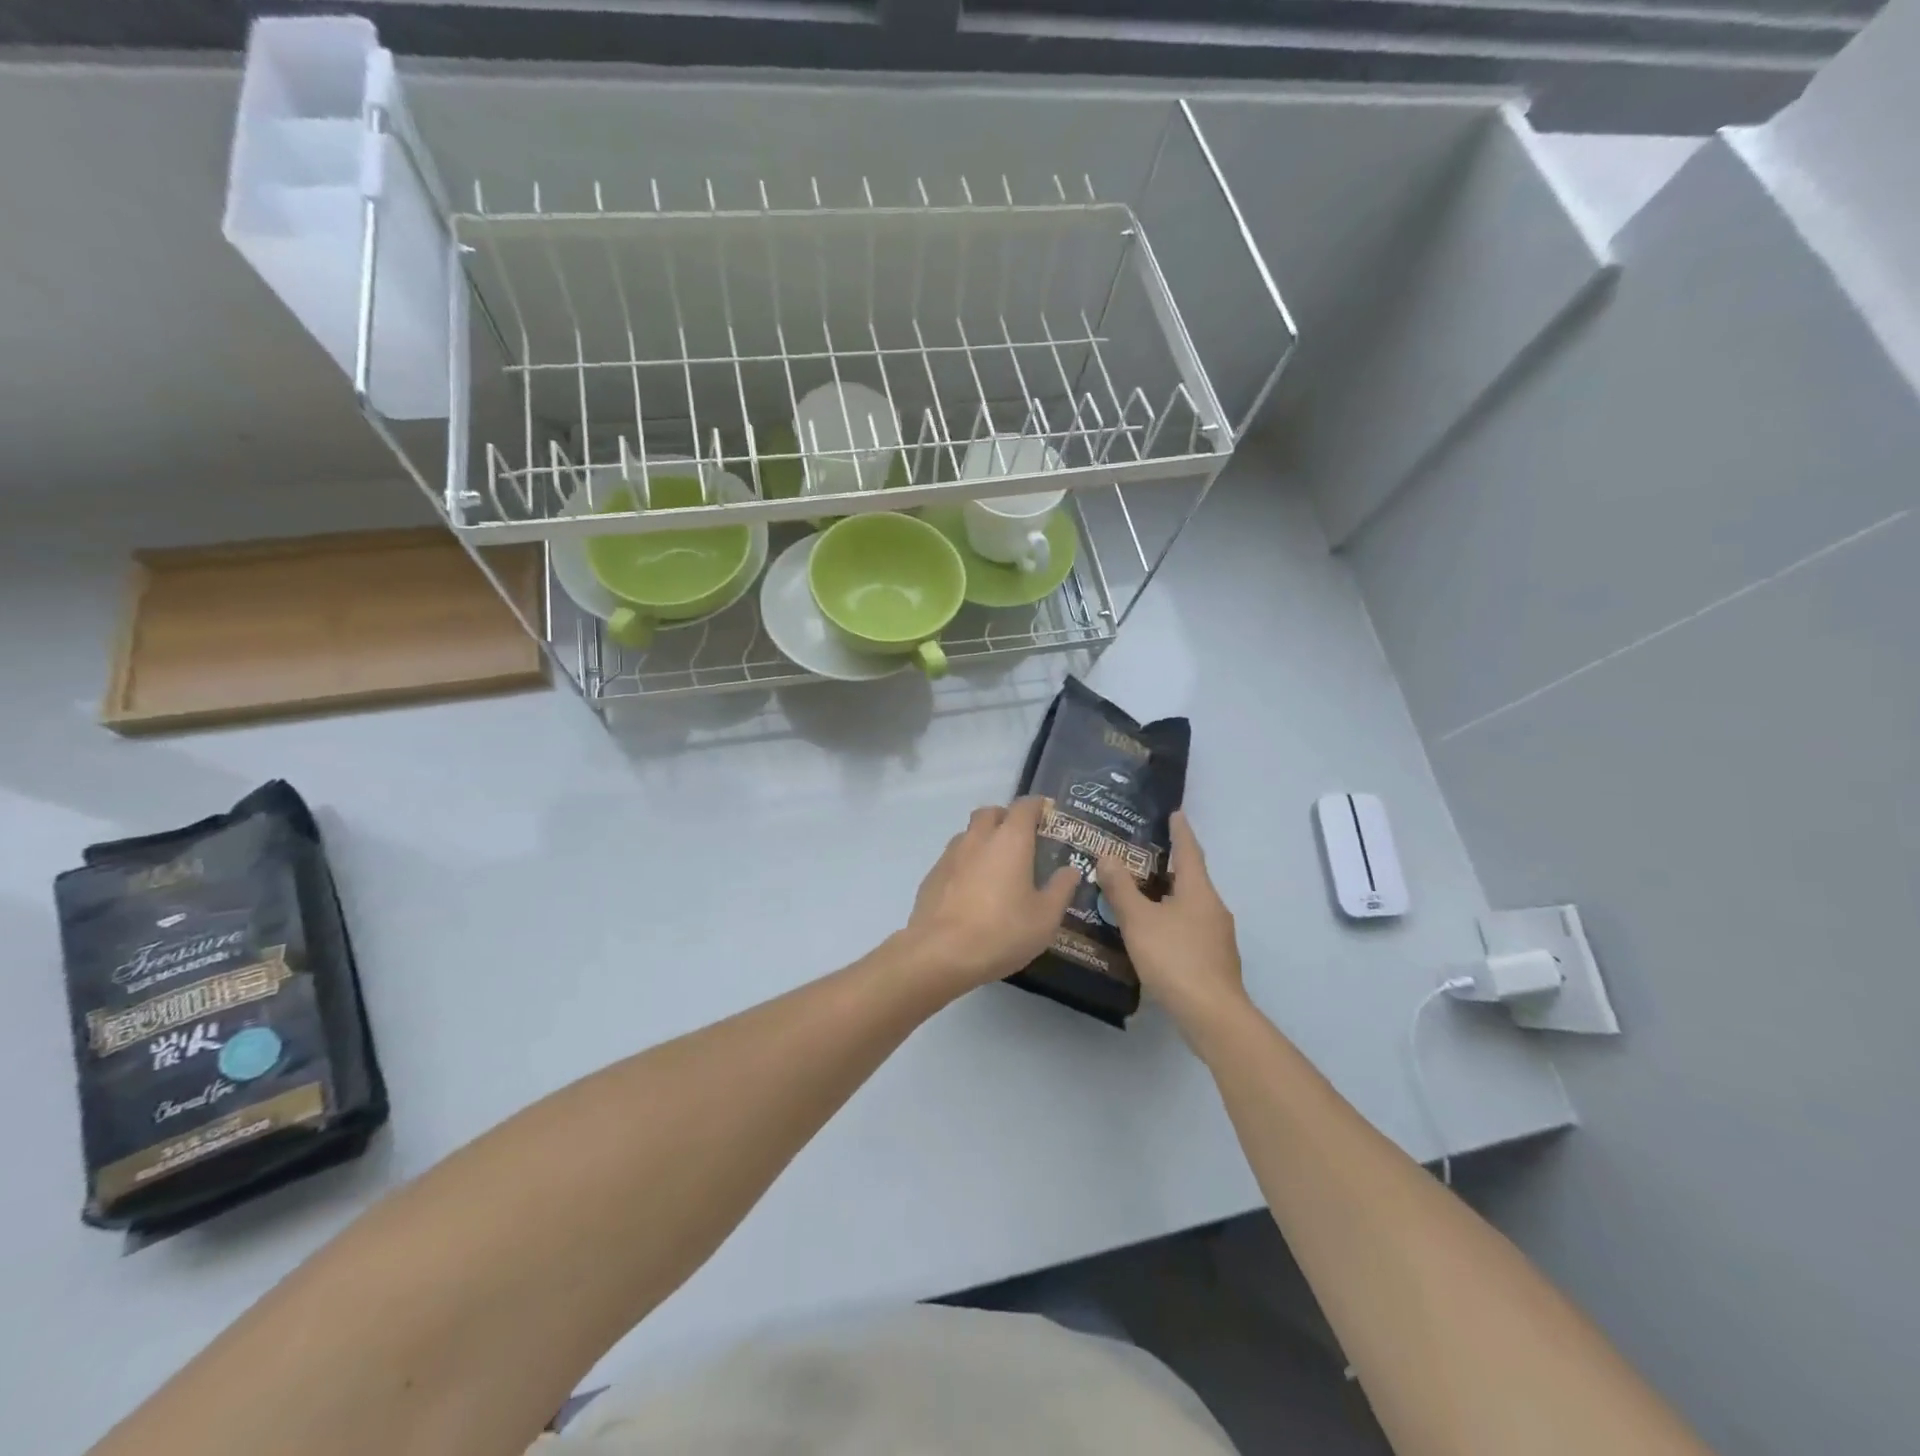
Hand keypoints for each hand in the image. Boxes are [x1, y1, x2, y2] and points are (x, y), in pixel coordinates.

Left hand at [901, 798, 1078, 994]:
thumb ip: (1061, 889)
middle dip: (1006, 818)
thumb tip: (1070, 870)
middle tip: (1021, 838)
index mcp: (1010, 840)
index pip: (1024, 806)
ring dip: (983, 839)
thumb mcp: (1045, 917)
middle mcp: (978, 838)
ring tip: (997, 865)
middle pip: (991, 813)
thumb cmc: (1002, 932)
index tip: (1047, 814)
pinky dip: (966, 863)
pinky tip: (972, 889)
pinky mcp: (932, 876)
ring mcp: (950, 855)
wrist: (940, 953)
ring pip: (968, 834)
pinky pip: (953, 858)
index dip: (1037, 806)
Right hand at [1096, 811, 1247, 1036]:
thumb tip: (1107, 855)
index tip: (1175, 813)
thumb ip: (1121, 888)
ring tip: (1139, 895)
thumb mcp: (1139, 920)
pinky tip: (1152, 933)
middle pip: (1190, 878)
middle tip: (1140, 857)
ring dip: (1167, 896)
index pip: (1189, 851)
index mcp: (1198, 891)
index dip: (1180, 831)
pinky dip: (1170, 921)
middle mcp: (1213, 908)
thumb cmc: (1175, 958)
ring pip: (1189, 905)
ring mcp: (1217, 936)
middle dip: (1168, 867)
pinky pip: (1189, 928)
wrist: (1211, 1015)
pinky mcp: (1213, 960)